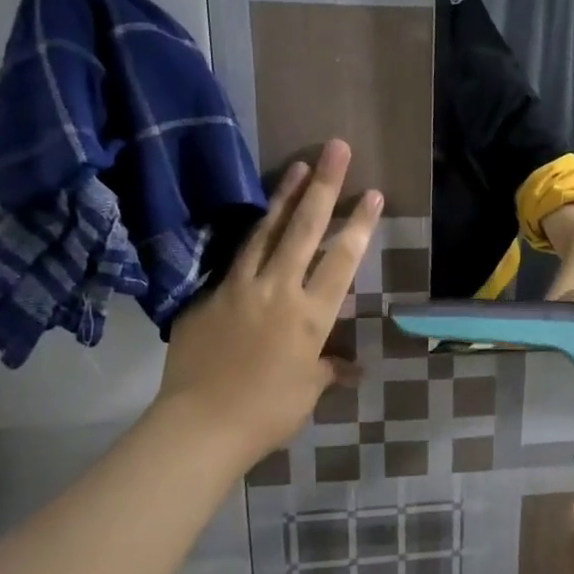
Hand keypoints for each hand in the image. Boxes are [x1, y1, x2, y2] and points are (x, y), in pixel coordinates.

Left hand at [152, 138, 380, 464]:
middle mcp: (278, 290)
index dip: (359, 225)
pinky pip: (235, 259)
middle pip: (305, 229)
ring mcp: (239, 288)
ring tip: (298, 165)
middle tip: (336, 148)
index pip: (341, 260)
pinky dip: (251, 236)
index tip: (372, 193)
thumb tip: (355, 368)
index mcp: (311, 314)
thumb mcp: (308, 390)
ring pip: (266, 232)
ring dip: (284, 196)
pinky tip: (257, 221)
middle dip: (324, 186)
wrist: (201, 424)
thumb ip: (330, 369)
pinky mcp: (209, 296)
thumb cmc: (267, 412)